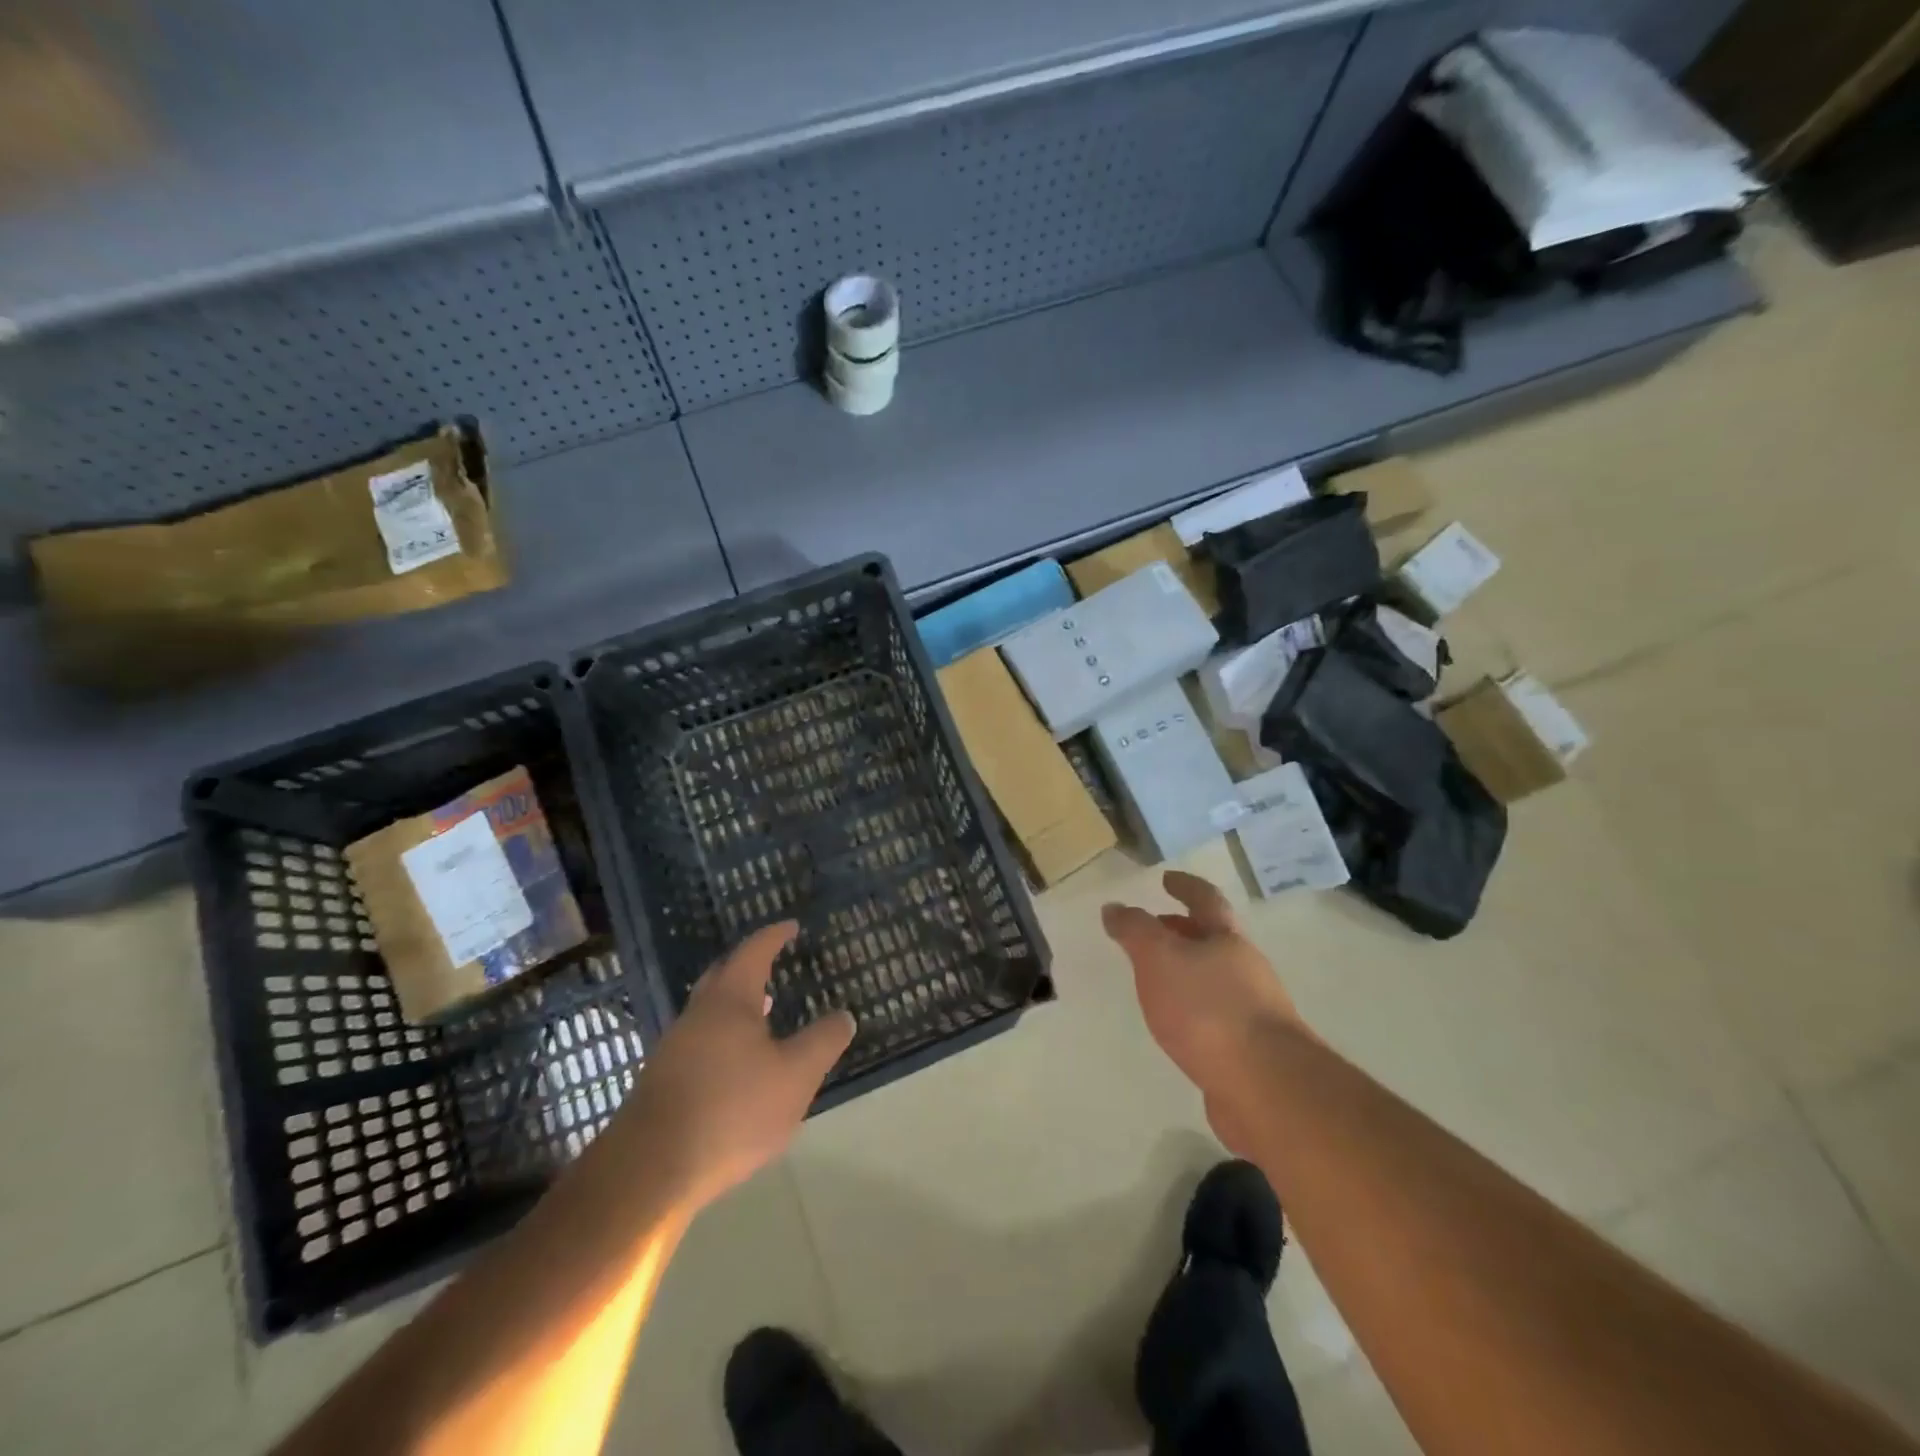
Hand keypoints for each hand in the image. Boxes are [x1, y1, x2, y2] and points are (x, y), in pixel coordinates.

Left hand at [629, 922, 854, 1209]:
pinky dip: (722, 1038)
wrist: (650, 1170)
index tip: (791, 926)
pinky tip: (737, 1066)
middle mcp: (697, 1015)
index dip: (774, 937)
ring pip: (708, 1013)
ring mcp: (673, 1049)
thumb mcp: (795, 1076)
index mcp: (729, 1001)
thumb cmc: (731, 1110)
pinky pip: (698, 1043)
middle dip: (748, 966)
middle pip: (722, 977)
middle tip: (771, 964)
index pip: (753, 953)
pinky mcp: (661, 1084)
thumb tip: (844, 1015)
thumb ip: (822, 1042)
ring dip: (735, 1006)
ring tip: (762, 1015)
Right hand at [1102, 871, 1303, 1151]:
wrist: (1266, 1087)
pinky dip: (1194, 1012)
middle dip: (1183, 931)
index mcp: (1227, 940)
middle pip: (1214, 940)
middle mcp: (1247, 969)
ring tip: (1156, 981)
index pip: (1205, 900)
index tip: (1167, 879)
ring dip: (1187, 974)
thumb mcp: (1159, 958)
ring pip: (1215, 980)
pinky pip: (1216, 1018)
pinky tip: (1177, 1027)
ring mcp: (1254, 1012)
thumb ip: (1135, 931)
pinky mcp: (1252, 1051)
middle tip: (1153, 930)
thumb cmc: (1208, 1009)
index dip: (1185, 886)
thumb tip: (1114, 907)